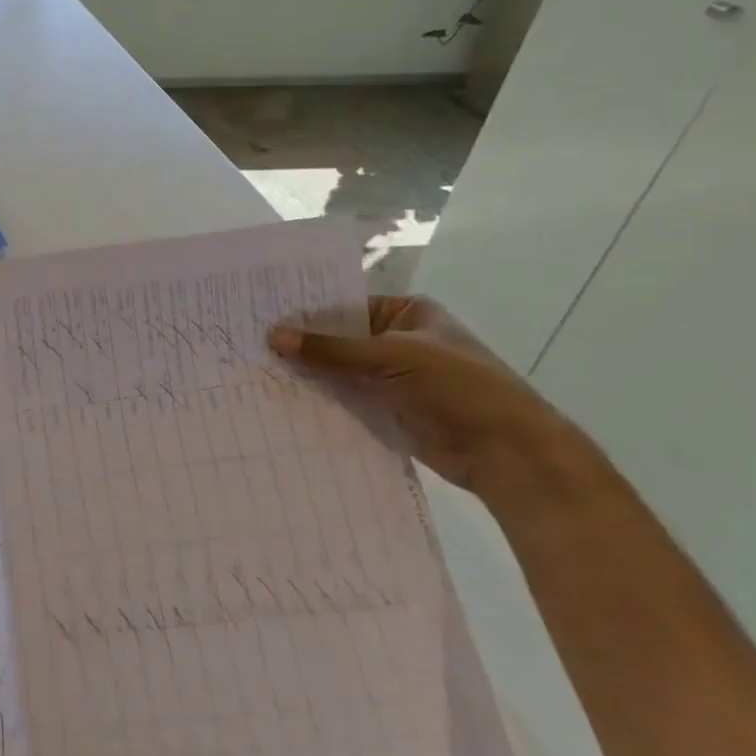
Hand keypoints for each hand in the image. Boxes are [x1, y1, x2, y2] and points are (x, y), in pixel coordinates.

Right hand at [268, 295, 606, 507]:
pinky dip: (319, 397)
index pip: (344, 302)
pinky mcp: (386, 408)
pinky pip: (344, 397)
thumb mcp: (390, 357)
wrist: (508, 453)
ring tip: (254, 368)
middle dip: (300, 343)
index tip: (259, 311)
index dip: (305, 308)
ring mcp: (391, 376)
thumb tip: (272, 335)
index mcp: (406, 312)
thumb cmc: (457, 387)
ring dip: (306, 372)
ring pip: (338, 369)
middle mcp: (397, 339)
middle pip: (338, 337)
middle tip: (247, 340)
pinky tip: (280, 396)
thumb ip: (330, 349)